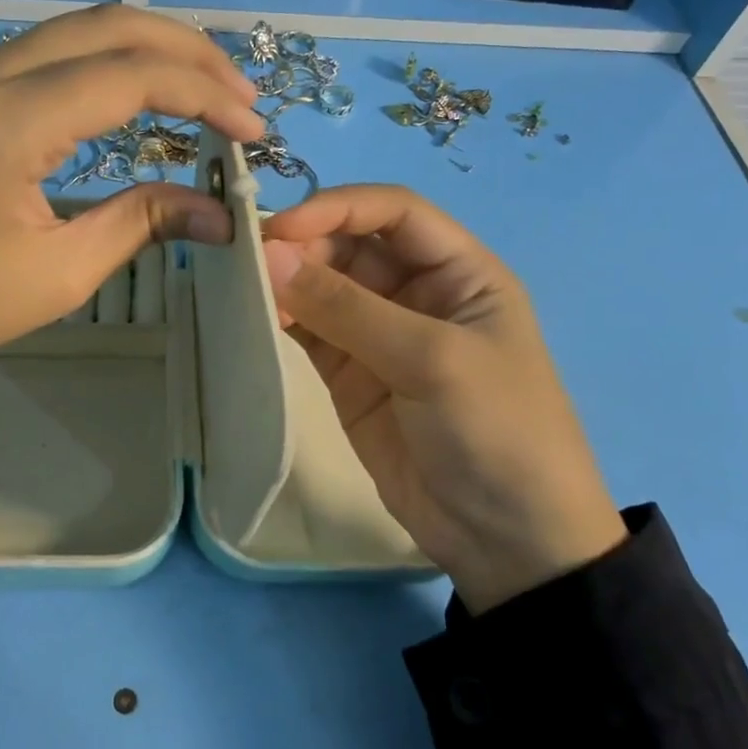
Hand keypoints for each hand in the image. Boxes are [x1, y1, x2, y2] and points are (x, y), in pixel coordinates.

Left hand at [0, 5, 264, 445]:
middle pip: (111, 26)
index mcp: (11, 115)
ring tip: (206, 92)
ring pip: (79, 31)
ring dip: (148, 51)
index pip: (133, 74)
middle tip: (242, 97)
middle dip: (189, 54)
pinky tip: (136, 95)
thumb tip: (223, 215)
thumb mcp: (60, 272)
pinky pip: (49, 54)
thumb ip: (144, 223)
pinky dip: (106, 64)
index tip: (255, 133)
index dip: (205, 97)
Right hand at [262, 186, 625, 612]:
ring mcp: (379, 336)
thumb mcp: (433, 360)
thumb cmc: (496, 431)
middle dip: (303, 246)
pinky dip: (281, 320)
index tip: (281, 228)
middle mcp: (417, 293)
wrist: (507, 540)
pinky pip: (309, 332)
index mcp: (460, 272)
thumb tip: (268, 254)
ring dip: (285, 282)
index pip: (394, 213)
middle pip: (350, 246)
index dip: (338, 208)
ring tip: (240, 285)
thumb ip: (348, 308)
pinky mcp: (349, 375)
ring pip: (323, 288)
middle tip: (249, 262)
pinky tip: (252, 316)